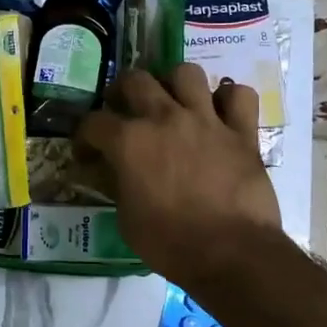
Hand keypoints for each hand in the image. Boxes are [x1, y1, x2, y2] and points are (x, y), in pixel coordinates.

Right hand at [75, 64, 282, 288]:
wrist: (231, 253)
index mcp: (130, 141)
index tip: (86, 152)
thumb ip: (114, 185)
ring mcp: (206, 120)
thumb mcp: (126, 219)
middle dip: (122, 91)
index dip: (84, 137)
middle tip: (124, 111)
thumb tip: (103, 170)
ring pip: (186, 73)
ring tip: (173, 103)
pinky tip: (220, 113)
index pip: (93, 122)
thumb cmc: (170, 243)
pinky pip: (239, 94)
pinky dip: (228, 98)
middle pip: (136, 80)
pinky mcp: (242, 131)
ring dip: (174, 84)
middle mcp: (165, 117)